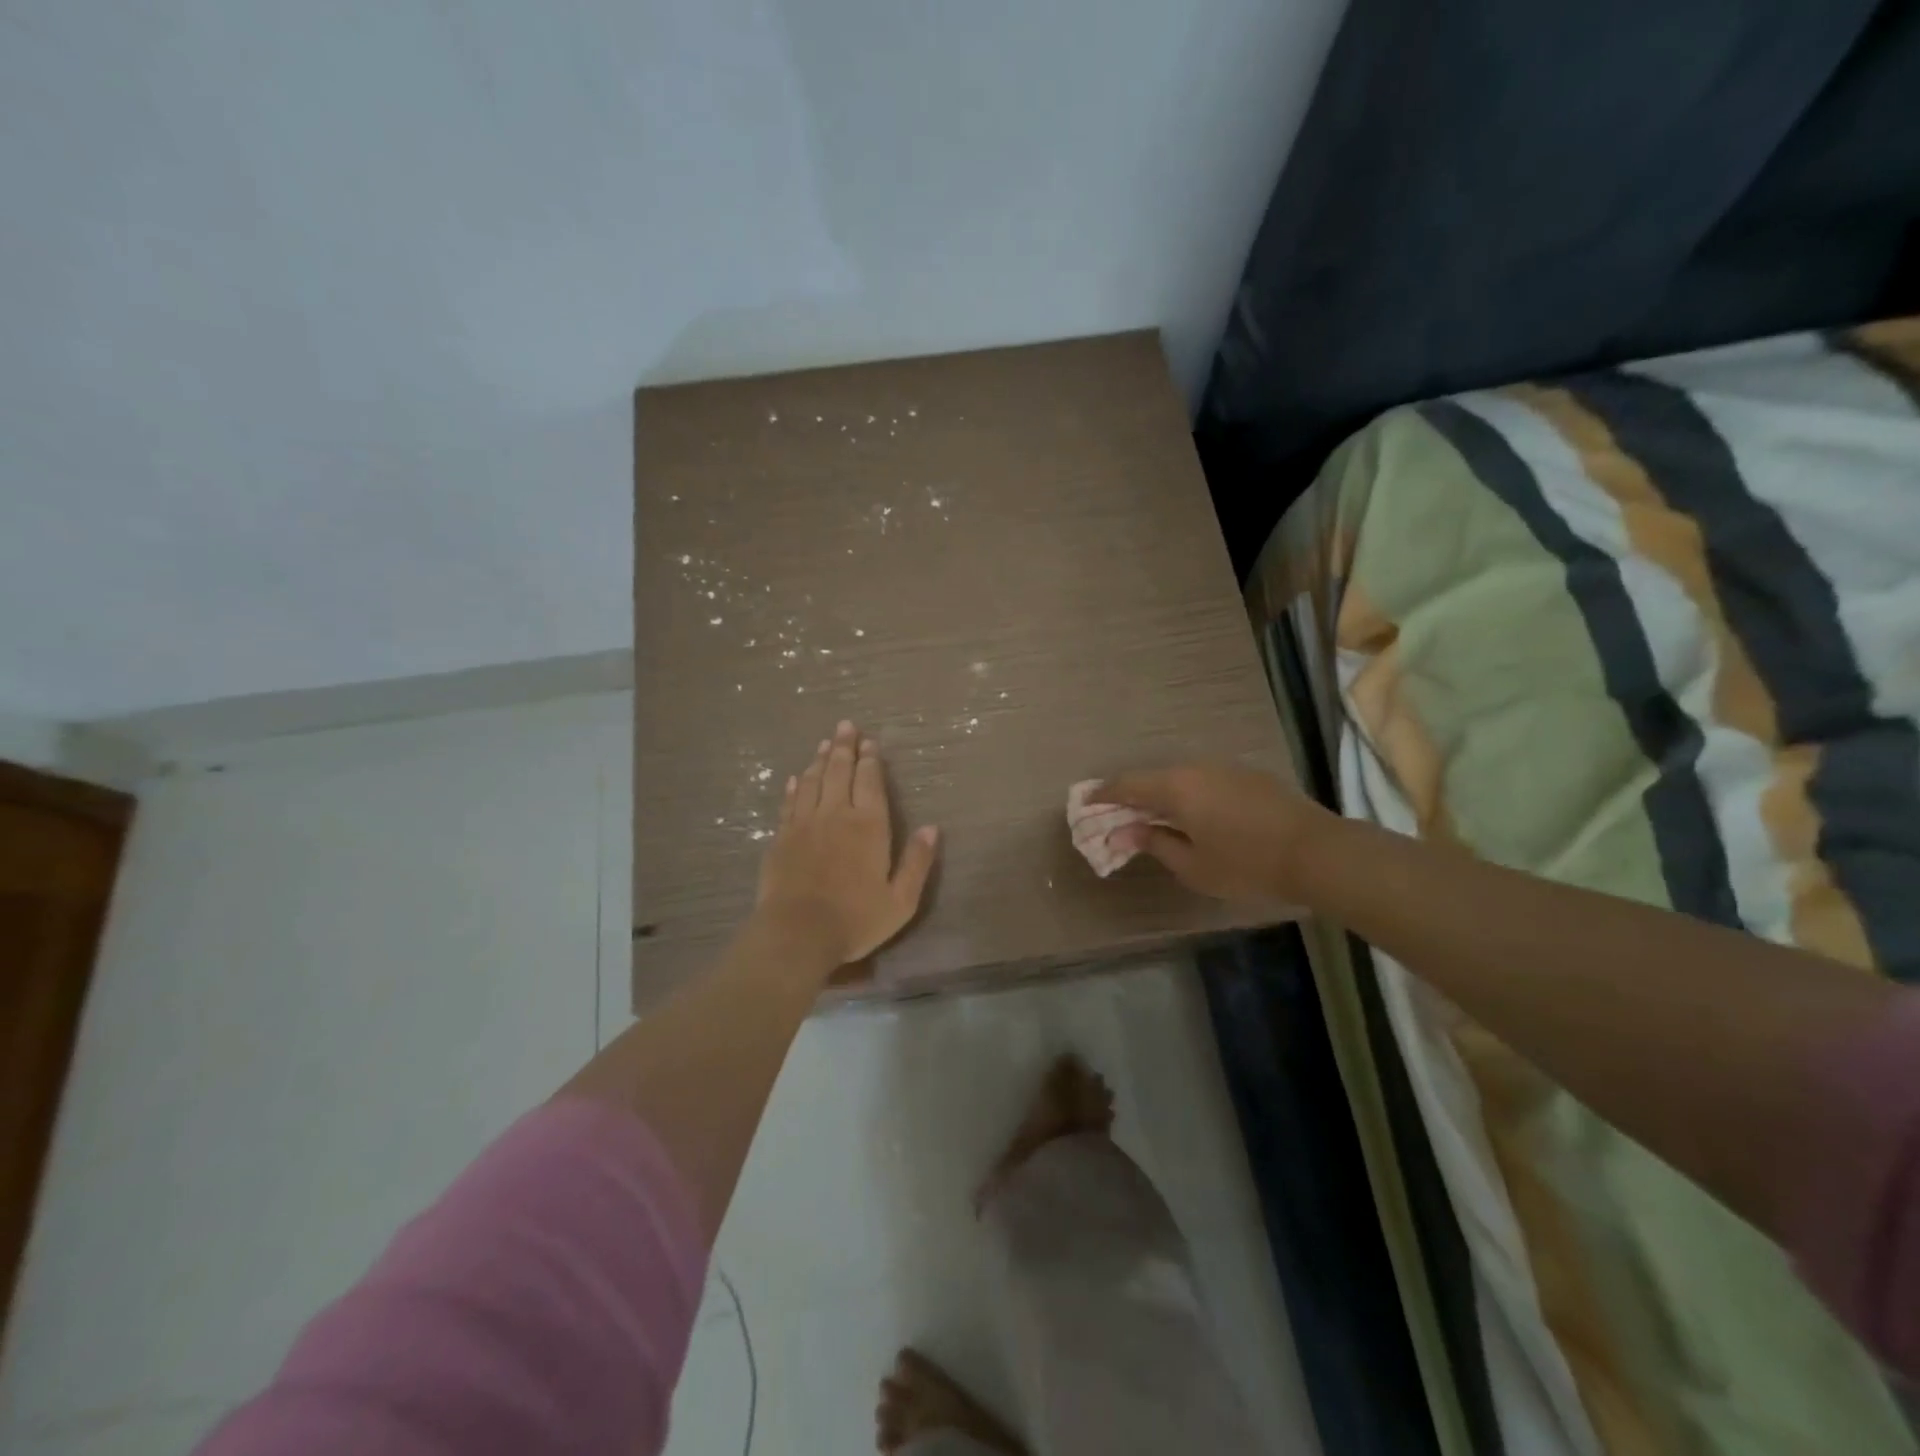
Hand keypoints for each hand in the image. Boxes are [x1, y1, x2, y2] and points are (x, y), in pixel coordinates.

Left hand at [755, 721, 939, 966]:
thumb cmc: (855, 919)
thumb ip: (917, 862)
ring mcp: (804, 824)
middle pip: (838, 772)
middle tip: (845, 726)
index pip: (870, 781)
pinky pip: (789, 803)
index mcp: (868, 826)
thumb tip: (932, 828)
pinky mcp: (781, 838)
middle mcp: (836, 814)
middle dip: (844, 747)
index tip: (870, 741)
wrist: (797, 933)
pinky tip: (796, 778)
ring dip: (819, 760)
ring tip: (824, 743)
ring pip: (812, 781)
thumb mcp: (901, 900)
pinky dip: (794, 787)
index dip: (870, 760)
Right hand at [1091, 762, 1329, 902]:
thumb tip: (1124, 832)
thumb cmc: (1246, 864)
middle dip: (1129, 795)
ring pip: (1179, 776)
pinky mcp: (1246, 775)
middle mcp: (1195, 768)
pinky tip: (1190, 813)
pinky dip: (1186, 793)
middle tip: (1114, 814)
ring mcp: (1224, 768)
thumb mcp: (1192, 865)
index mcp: (1176, 787)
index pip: (1127, 785)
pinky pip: (1202, 779)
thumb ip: (1154, 843)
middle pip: (1151, 777)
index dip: (1102, 794)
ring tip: (1150, 815)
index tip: (1084, 804)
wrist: (1316, 852)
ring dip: (1159, 793)